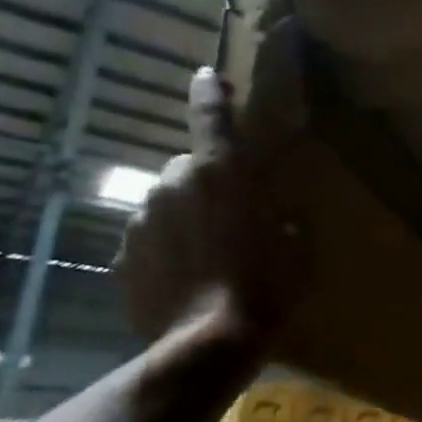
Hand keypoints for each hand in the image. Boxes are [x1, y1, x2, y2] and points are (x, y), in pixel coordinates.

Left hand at [114, 67, 307, 345]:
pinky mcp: (123, 257)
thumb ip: (287, 221)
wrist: (206, 346)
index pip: (211, 118)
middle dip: (206, 181)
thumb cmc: (266, 290)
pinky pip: (150, 238)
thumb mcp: (299, 251)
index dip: (210, 93)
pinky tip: (187, 277)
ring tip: (209, 254)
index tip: (206, 75)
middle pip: (186, 166)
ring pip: (165, 203)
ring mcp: (141, 222)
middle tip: (231, 214)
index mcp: (222, 176)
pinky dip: (166, 247)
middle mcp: (173, 187)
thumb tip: (279, 216)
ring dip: (185, 216)